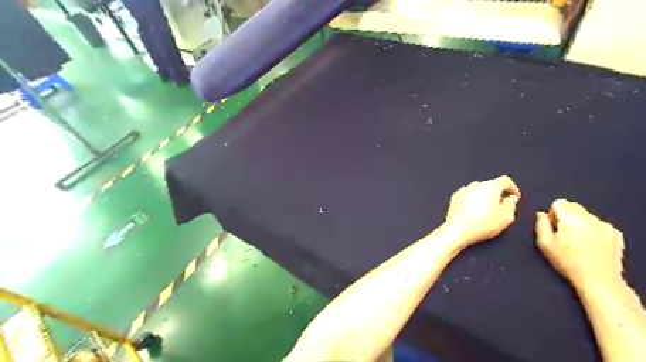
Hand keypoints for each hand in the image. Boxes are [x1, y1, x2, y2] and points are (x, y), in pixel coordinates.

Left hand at [448, 175, 521, 243]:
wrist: (458, 230)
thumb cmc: (484, 224)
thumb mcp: (506, 217)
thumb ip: (511, 204)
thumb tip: (511, 198)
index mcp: (490, 186)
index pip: (505, 180)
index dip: (513, 188)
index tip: (515, 198)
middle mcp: (476, 184)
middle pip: (491, 185)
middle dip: (498, 193)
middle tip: (502, 206)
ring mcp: (463, 190)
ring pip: (479, 190)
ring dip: (485, 197)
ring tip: (487, 211)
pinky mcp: (455, 197)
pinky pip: (469, 195)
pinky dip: (474, 200)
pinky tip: (474, 211)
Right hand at [535, 200, 625, 286]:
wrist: (598, 280)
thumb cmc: (567, 262)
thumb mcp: (544, 243)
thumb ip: (540, 224)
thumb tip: (541, 214)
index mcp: (571, 218)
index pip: (559, 203)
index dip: (553, 214)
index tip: (553, 227)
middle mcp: (590, 218)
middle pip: (573, 206)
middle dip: (565, 216)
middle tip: (563, 234)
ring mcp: (605, 225)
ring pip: (586, 215)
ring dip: (578, 222)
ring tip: (576, 241)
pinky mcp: (616, 234)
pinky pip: (598, 224)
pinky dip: (591, 229)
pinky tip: (589, 245)